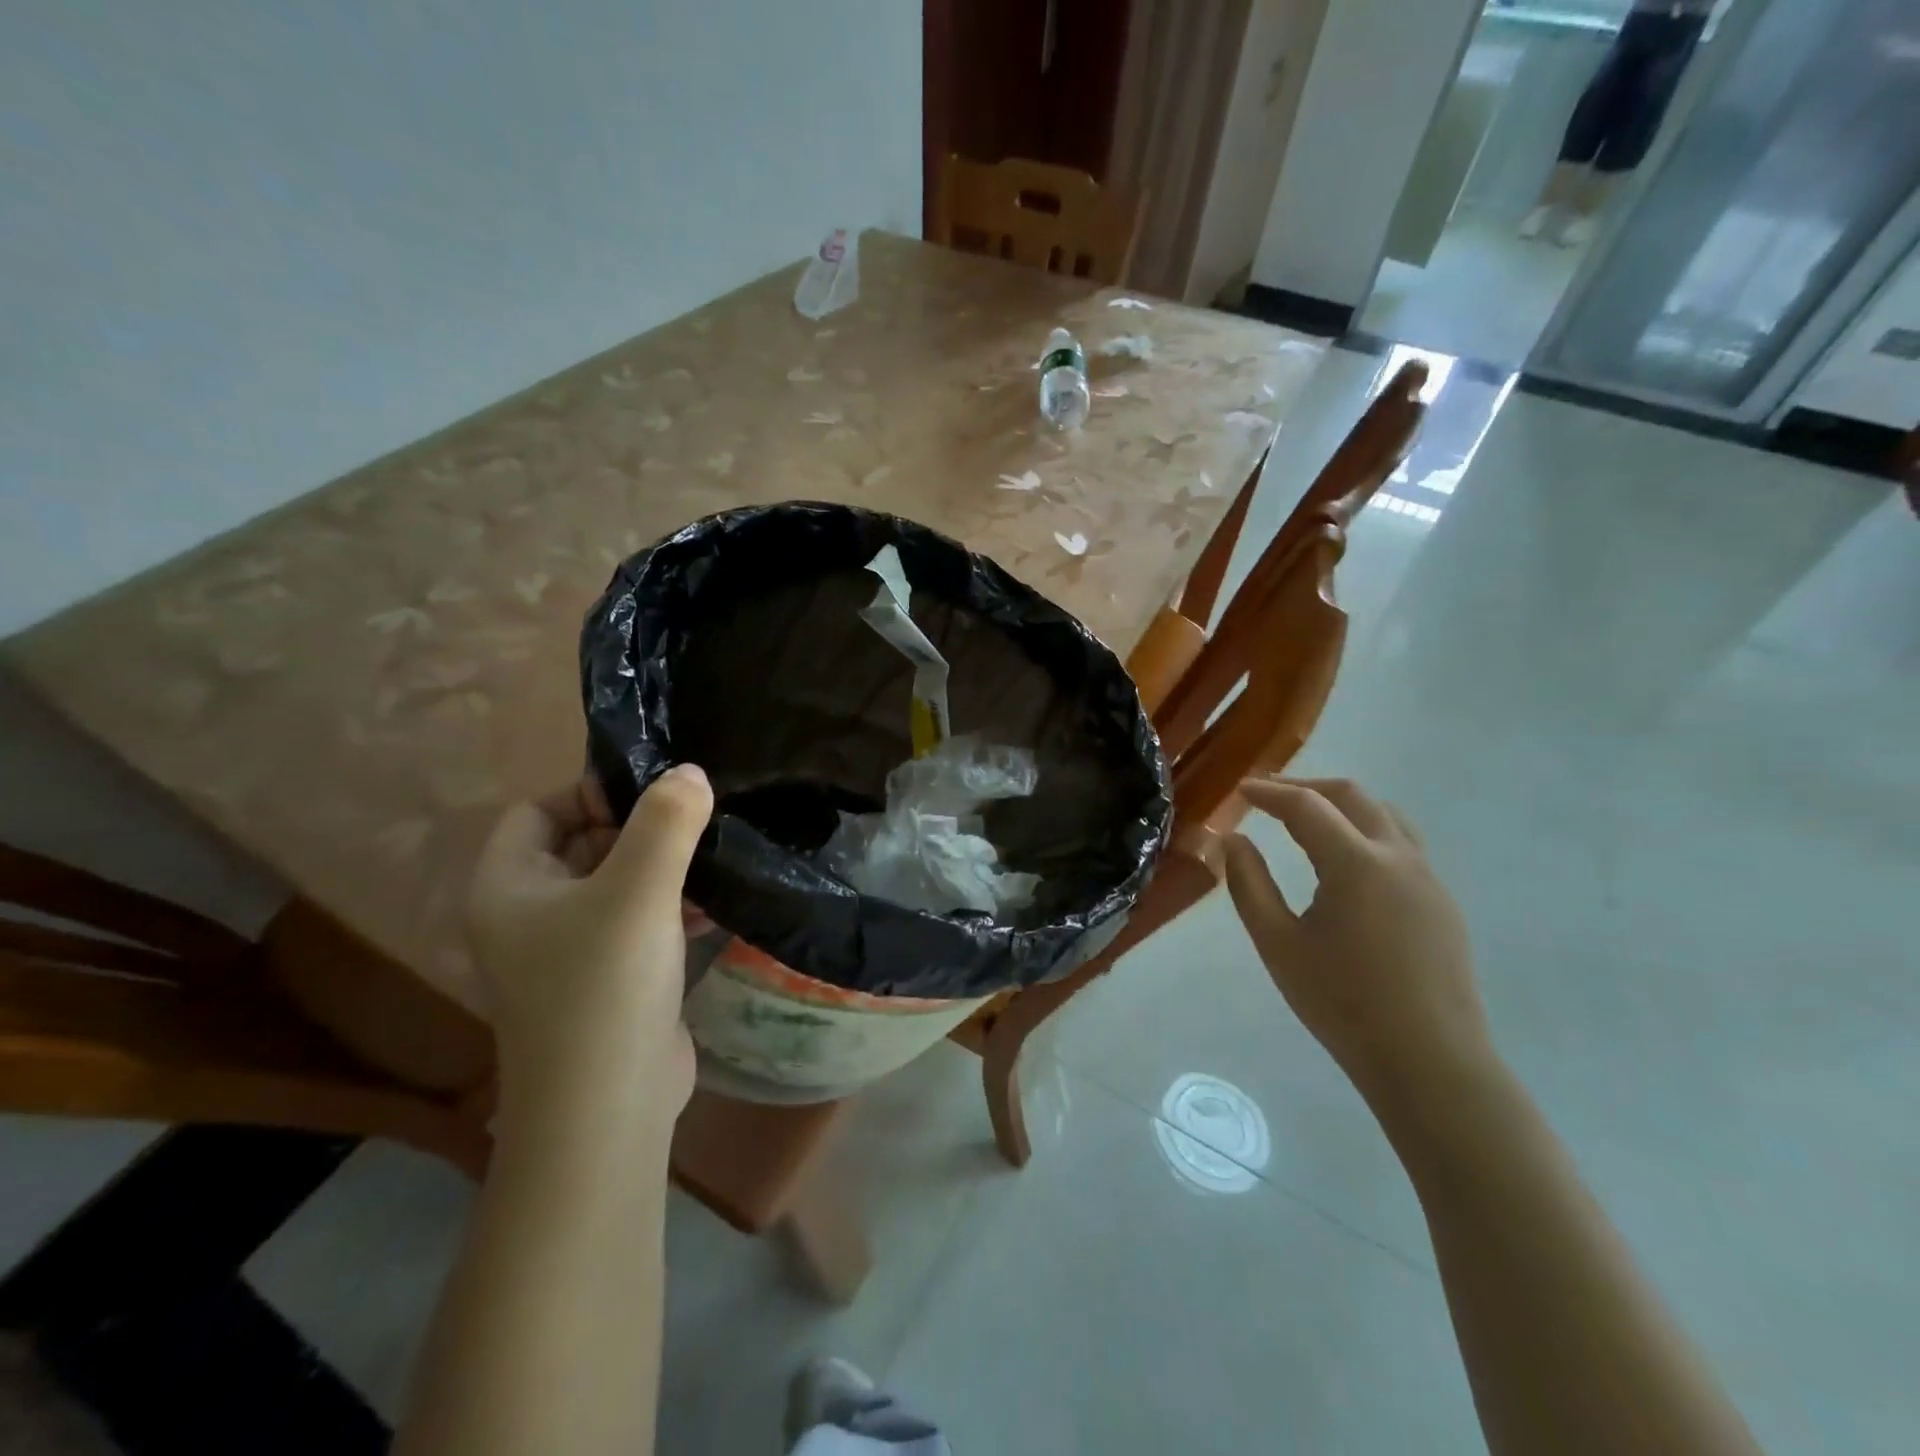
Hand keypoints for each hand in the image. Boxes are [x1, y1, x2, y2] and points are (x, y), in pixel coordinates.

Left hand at [468, 765, 713, 1121]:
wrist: (608, 1109)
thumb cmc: (606, 986)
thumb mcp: (638, 890)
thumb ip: (666, 822)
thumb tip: (689, 772)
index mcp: (509, 886)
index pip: (539, 809)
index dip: (592, 792)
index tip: (656, 796)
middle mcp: (529, 914)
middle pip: (582, 843)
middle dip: (640, 829)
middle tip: (696, 823)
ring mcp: (568, 951)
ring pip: (616, 883)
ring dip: (663, 868)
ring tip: (713, 859)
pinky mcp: (609, 978)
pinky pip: (637, 921)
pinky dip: (670, 906)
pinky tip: (712, 906)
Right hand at [1222, 778, 1493, 1109]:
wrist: (1429, 1062)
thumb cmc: (1342, 1003)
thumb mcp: (1277, 943)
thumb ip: (1249, 884)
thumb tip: (1233, 840)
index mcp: (1356, 864)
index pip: (1306, 806)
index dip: (1269, 792)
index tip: (1240, 790)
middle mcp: (1399, 857)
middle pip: (1352, 795)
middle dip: (1306, 787)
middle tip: (1268, 796)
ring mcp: (1428, 877)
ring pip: (1384, 814)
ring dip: (1341, 804)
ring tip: (1306, 818)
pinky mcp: (1441, 901)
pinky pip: (1402, 843)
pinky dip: (1365, 830)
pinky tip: (1345, 861)